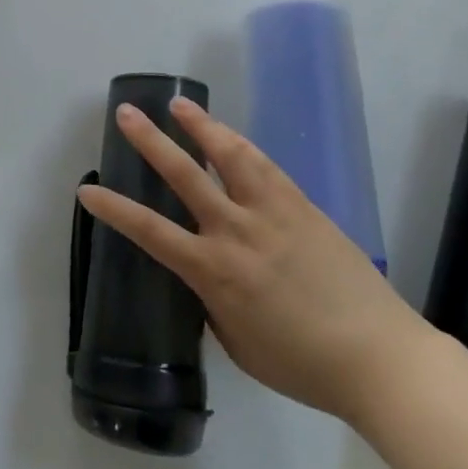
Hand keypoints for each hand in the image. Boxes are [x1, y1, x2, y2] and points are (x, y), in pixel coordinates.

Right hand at [77, 97, 430, 423]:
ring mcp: (273, 213)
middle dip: (150, 142)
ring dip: (201, 126)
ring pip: (230, 156)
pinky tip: (229, 134)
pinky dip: (241, 144)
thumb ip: (212, 304)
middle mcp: (237, 232)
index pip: (150, 231)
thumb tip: (204, 279)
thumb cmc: (302, 364)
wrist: (379, 357)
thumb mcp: (237, 343)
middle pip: (185, 176)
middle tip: (127, 114)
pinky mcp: (303, 207)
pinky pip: (265, 166)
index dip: (115, 209)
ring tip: (179, 104)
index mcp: (214, 272)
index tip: (88, 191)